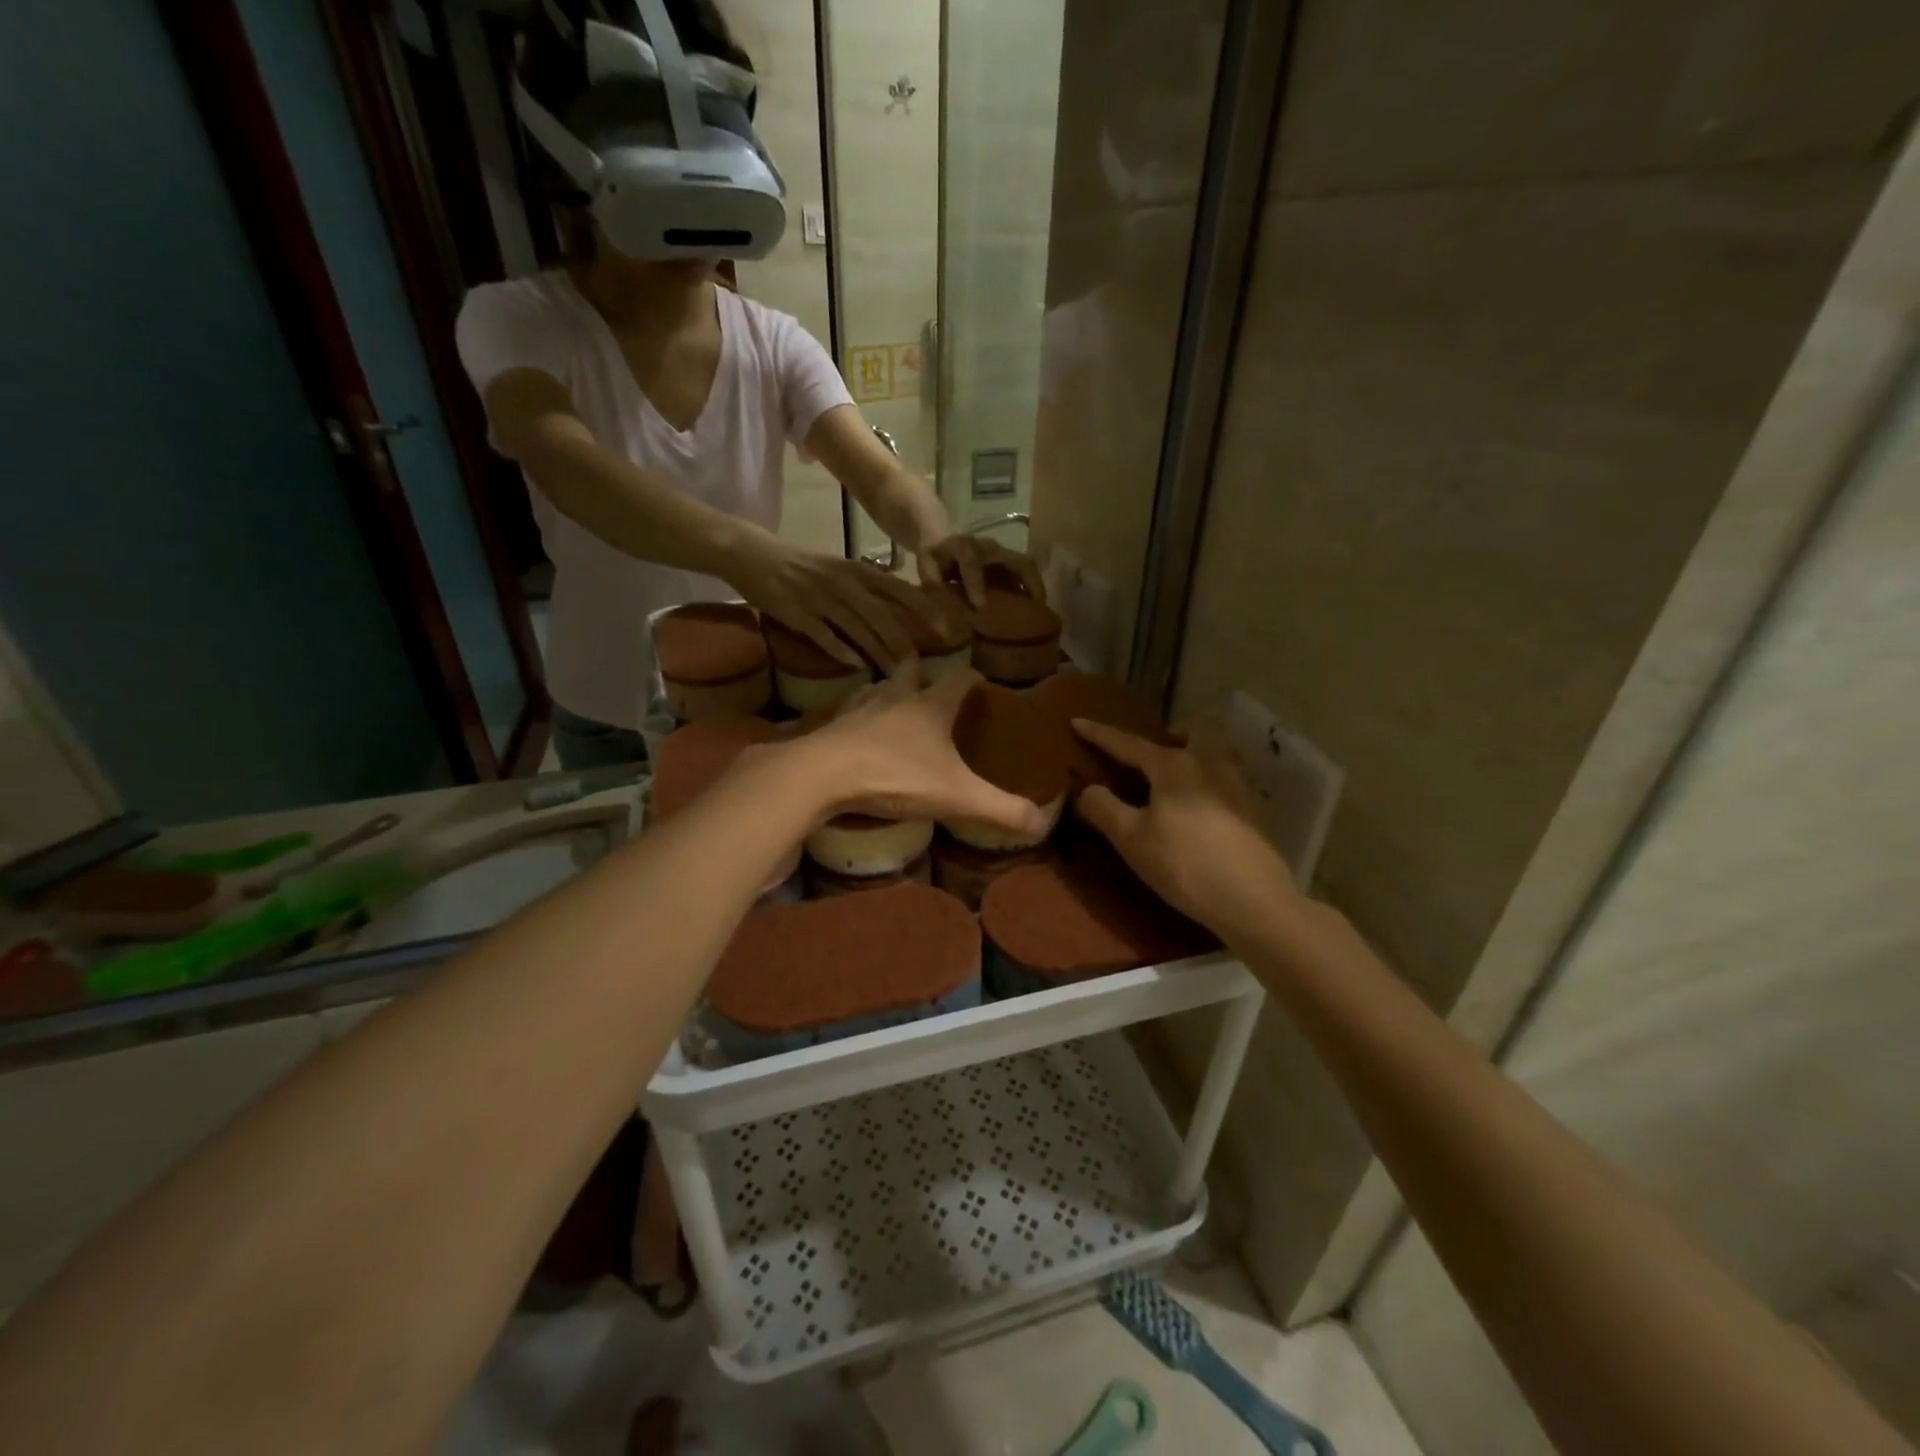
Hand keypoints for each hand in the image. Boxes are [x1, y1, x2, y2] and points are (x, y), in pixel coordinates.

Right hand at [727, 537, 938, 668]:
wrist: (754, 556)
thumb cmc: (802, 566)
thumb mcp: (839, 569)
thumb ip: (867, 587)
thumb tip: (898, 611)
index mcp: (856, 570)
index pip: (898, 589)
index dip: (923, 608)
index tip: (946, 627)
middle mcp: (843, 583)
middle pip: (882, 615)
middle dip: (903, 642)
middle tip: (920, 666)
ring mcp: (820, 599)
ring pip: (857, 629)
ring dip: (878, 653)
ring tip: (894, 674)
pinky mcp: (798, 614)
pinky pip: (824, 636)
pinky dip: (841, 651)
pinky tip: (856, 666)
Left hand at [788, 666, 1049, 836]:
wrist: (823, 776)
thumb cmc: (897, 776)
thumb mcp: (957, 796)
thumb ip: (1000, 808)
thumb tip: (1043, 821)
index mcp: (931, 706)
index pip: (959, 679)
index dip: (973, 679)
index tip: (980, 683)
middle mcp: (896, 698)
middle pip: (911, 672)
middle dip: (922, 672)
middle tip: (930, 683)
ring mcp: (859, 709)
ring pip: (877, 688)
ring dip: (887, 690)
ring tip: (893, 701)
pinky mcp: (831, 727)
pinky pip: (847, 713)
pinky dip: (857, 716)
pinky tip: (855, 730)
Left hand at [917, 534, 1045, 608]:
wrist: (944, 535)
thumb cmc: (936, 555)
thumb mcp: (926, 562)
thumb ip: (930, 575)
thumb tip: (937, 590)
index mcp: (963, 547)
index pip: (972, 563)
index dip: (976, 583)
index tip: (980, 606)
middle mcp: (988, 547)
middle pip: (1016, 560)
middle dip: (1028, 584)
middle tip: (1035, 610)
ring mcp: (1002, 552)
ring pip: (1027, 565)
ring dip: (1036, 586)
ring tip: (1040, 610)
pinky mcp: (1008, 559)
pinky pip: (1026, 571)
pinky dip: (1032, 587)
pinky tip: (1034, 606)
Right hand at [1070, 720, 1300, 943]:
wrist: (1253, 901)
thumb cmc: (1184, 864)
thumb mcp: (1131, 839)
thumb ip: (1103, 808)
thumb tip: (1086, 788)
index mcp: (1173, 765)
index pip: (1128, 743)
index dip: (1099, 734)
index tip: (1077, 721)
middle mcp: (1207, 763)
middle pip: (1186, 735)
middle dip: (1165, 735)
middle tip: (1147, 755)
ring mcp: (1235, 785)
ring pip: (1210, 754)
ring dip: (1190, 756)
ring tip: (1172, 781)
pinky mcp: (1252, 810)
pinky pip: (1222, 779)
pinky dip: (1204, 782)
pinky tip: (1197, 809)